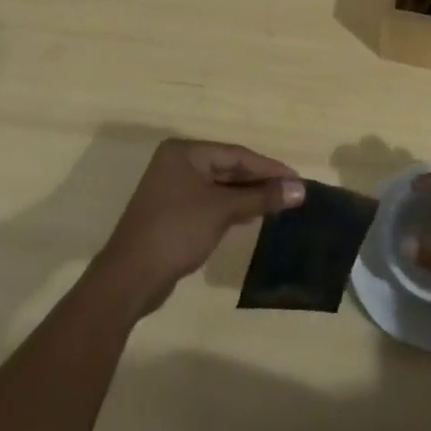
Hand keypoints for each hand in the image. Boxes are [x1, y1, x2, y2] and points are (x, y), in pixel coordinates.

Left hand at [95, 139, 303, 313]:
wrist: (130, 278)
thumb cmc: (177, 231)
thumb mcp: (223, 211)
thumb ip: (261, 197)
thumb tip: (300, 189)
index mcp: (185, 152)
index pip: (236, 154)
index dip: (268, 167)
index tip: (297, 179)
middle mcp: (177, 163)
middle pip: (228, 167)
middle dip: (259, 181)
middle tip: (291, 193)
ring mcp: (172, 188)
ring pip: (219, 186)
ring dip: (247, 195)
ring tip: (278, 204)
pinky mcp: (172, 212)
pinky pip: (209, 202)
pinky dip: (230, 207)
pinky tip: (250, 216)